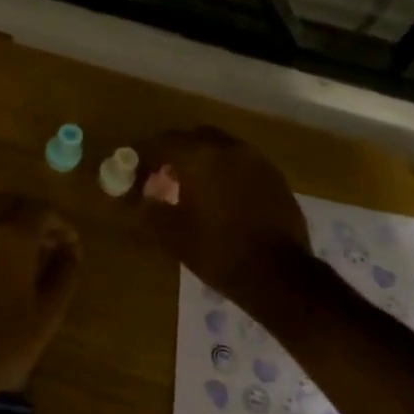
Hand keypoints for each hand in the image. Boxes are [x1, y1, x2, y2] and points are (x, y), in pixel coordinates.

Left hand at [0, 195, 80, 394]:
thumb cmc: (4, 342)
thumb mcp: (47, 313)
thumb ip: (64, 274)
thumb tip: (71, 250)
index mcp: (12, 236)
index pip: (41, 210)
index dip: (60, 223)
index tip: (69, 245)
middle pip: (9, 201)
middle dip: (31, 215)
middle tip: (46, 242)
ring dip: (5, 219)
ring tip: (19, 249)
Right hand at [133, 126, 309, 298]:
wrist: (279, 275)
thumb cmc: (218, 252)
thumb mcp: (172, 235)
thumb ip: (150, 209)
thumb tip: (143, 197)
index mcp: (200, 157)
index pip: (162, 143)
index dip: (144, 156)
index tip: (134, 172)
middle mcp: (229, 149)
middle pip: (193, 138)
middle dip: (175, 152)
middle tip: (163, 176)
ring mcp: (256, 160)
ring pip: (220, 148)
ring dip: (203, 160)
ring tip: (193, 187)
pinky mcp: (275, 177)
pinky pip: (242, 163)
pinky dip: (226, 171)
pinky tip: (222, 197)